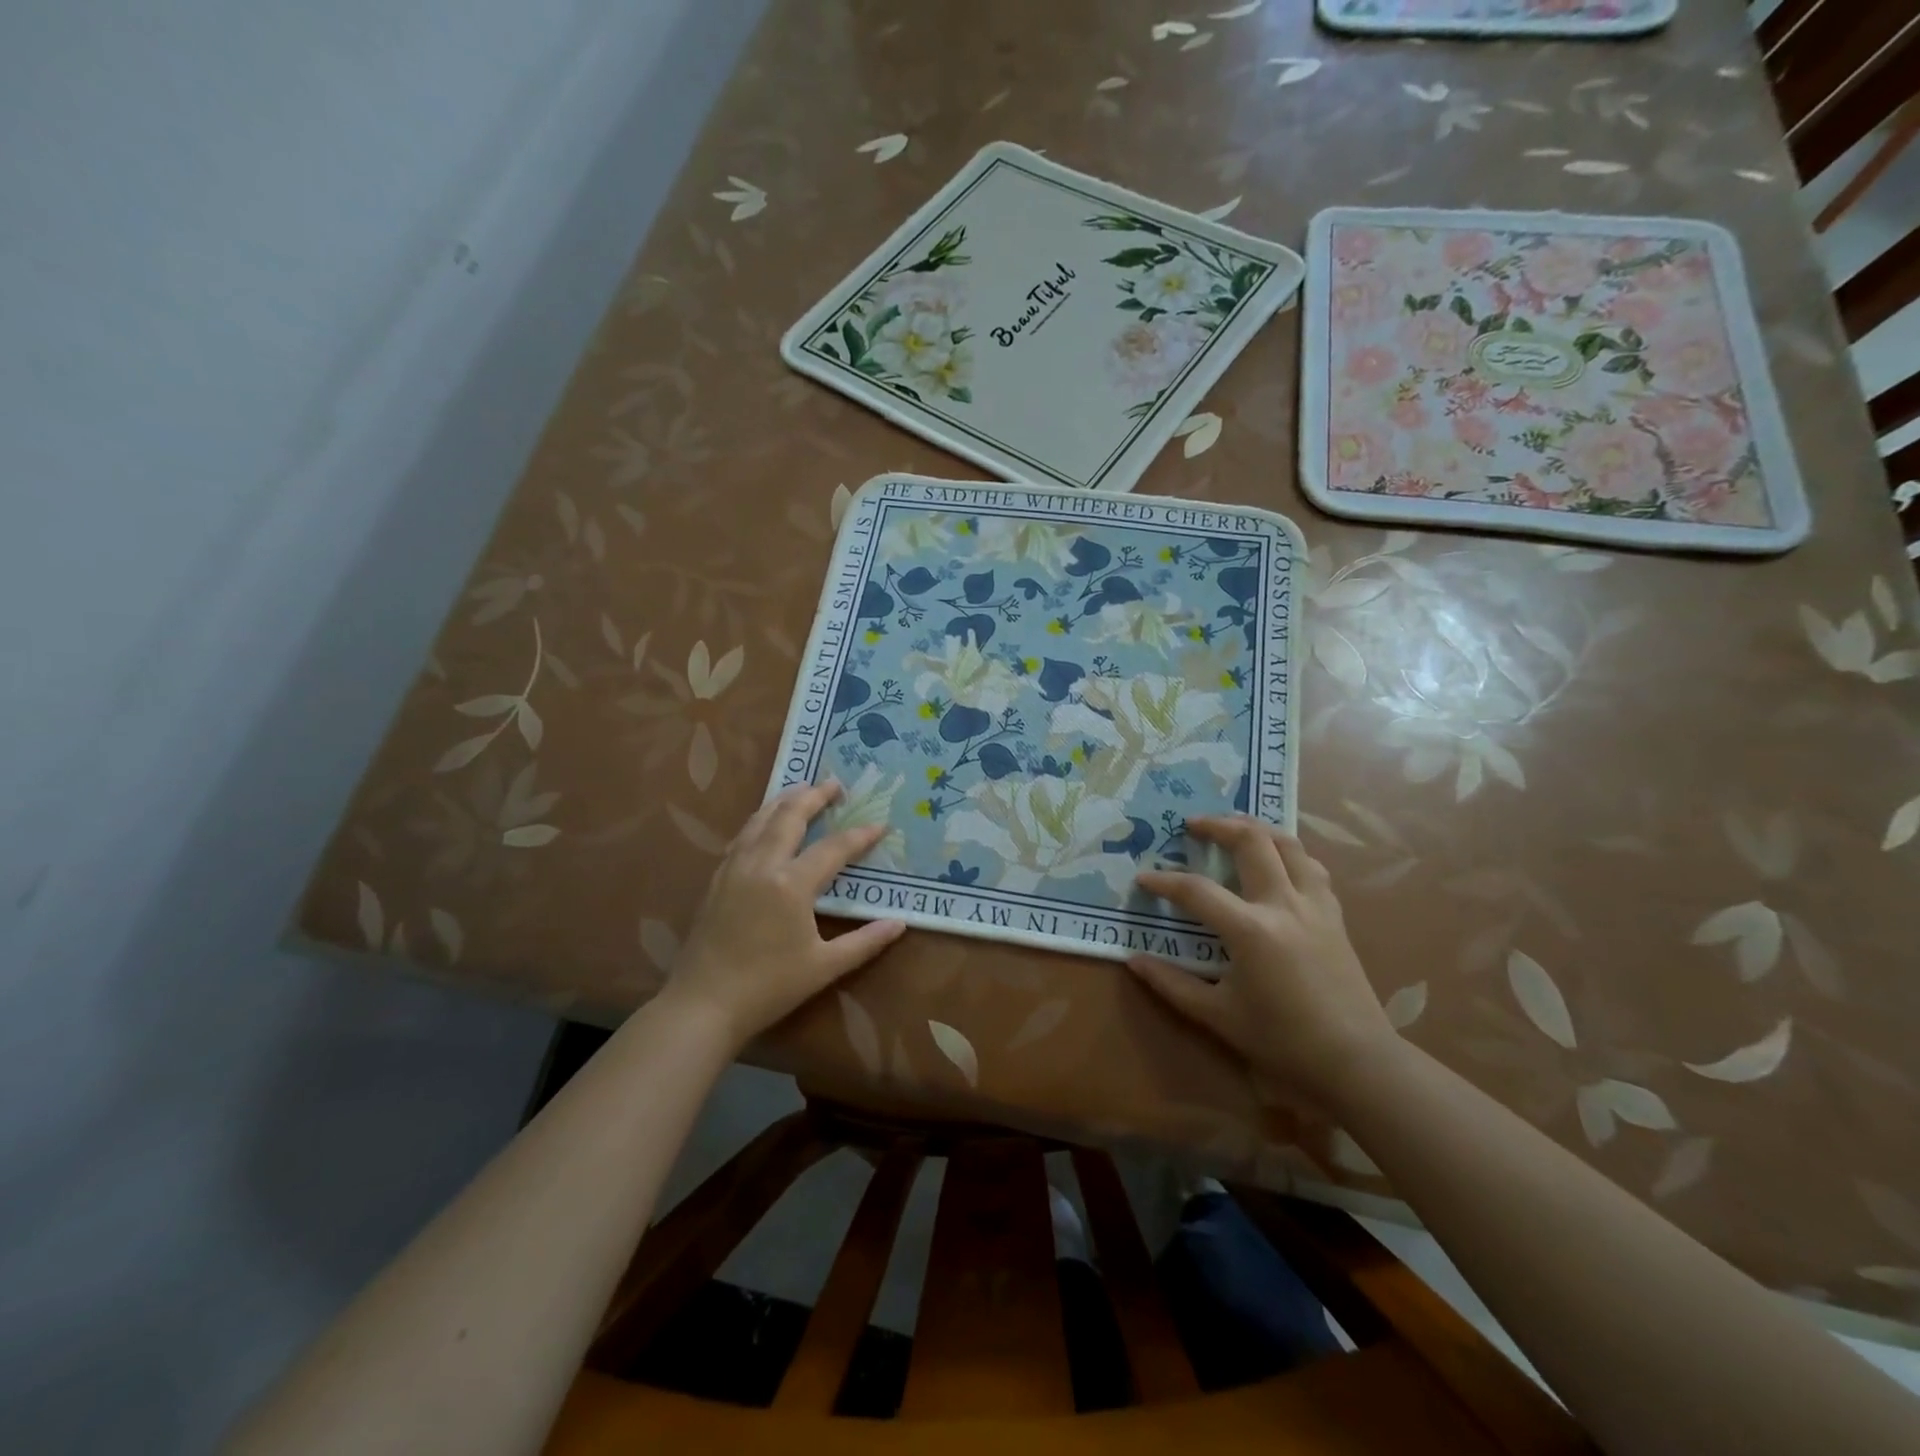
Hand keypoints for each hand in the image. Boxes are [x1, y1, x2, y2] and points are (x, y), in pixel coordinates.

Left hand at [665, 781, 904, 1051]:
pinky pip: (741, 836)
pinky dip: (759, 820)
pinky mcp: (717, 879)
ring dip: (784, 801)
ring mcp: (734, 869)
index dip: (859, 835)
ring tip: (801, 789)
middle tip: (835, 783)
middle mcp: (761, 865)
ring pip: (759, 820)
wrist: (702, 1005)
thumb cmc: (768, 987)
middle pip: (790, 817)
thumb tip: (900, 924)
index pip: (833, 848)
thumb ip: (864, 942)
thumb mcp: (824, 967)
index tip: (880, 824)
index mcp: (791, 884)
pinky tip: (764, 823)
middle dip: (814, 796)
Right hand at [1128, 815, 1398, 1107]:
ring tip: (1234, 826)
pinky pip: (1311, 866)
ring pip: (1288, 843)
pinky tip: (1277, 860)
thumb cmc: (1283, 1040)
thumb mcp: (1218, 1015)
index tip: (1144, 878)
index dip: (1165, 882)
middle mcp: (1284, 904)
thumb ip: (1173, 984)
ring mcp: (1315, 905)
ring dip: (1257, 828)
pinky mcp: (1335, 914)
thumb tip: (1134, 960)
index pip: (1197, 891)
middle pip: (1251, 841)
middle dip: (1218, 825)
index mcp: (1251, 930)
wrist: (1356, 1060)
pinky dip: (1289, 852)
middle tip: (1193, 824)